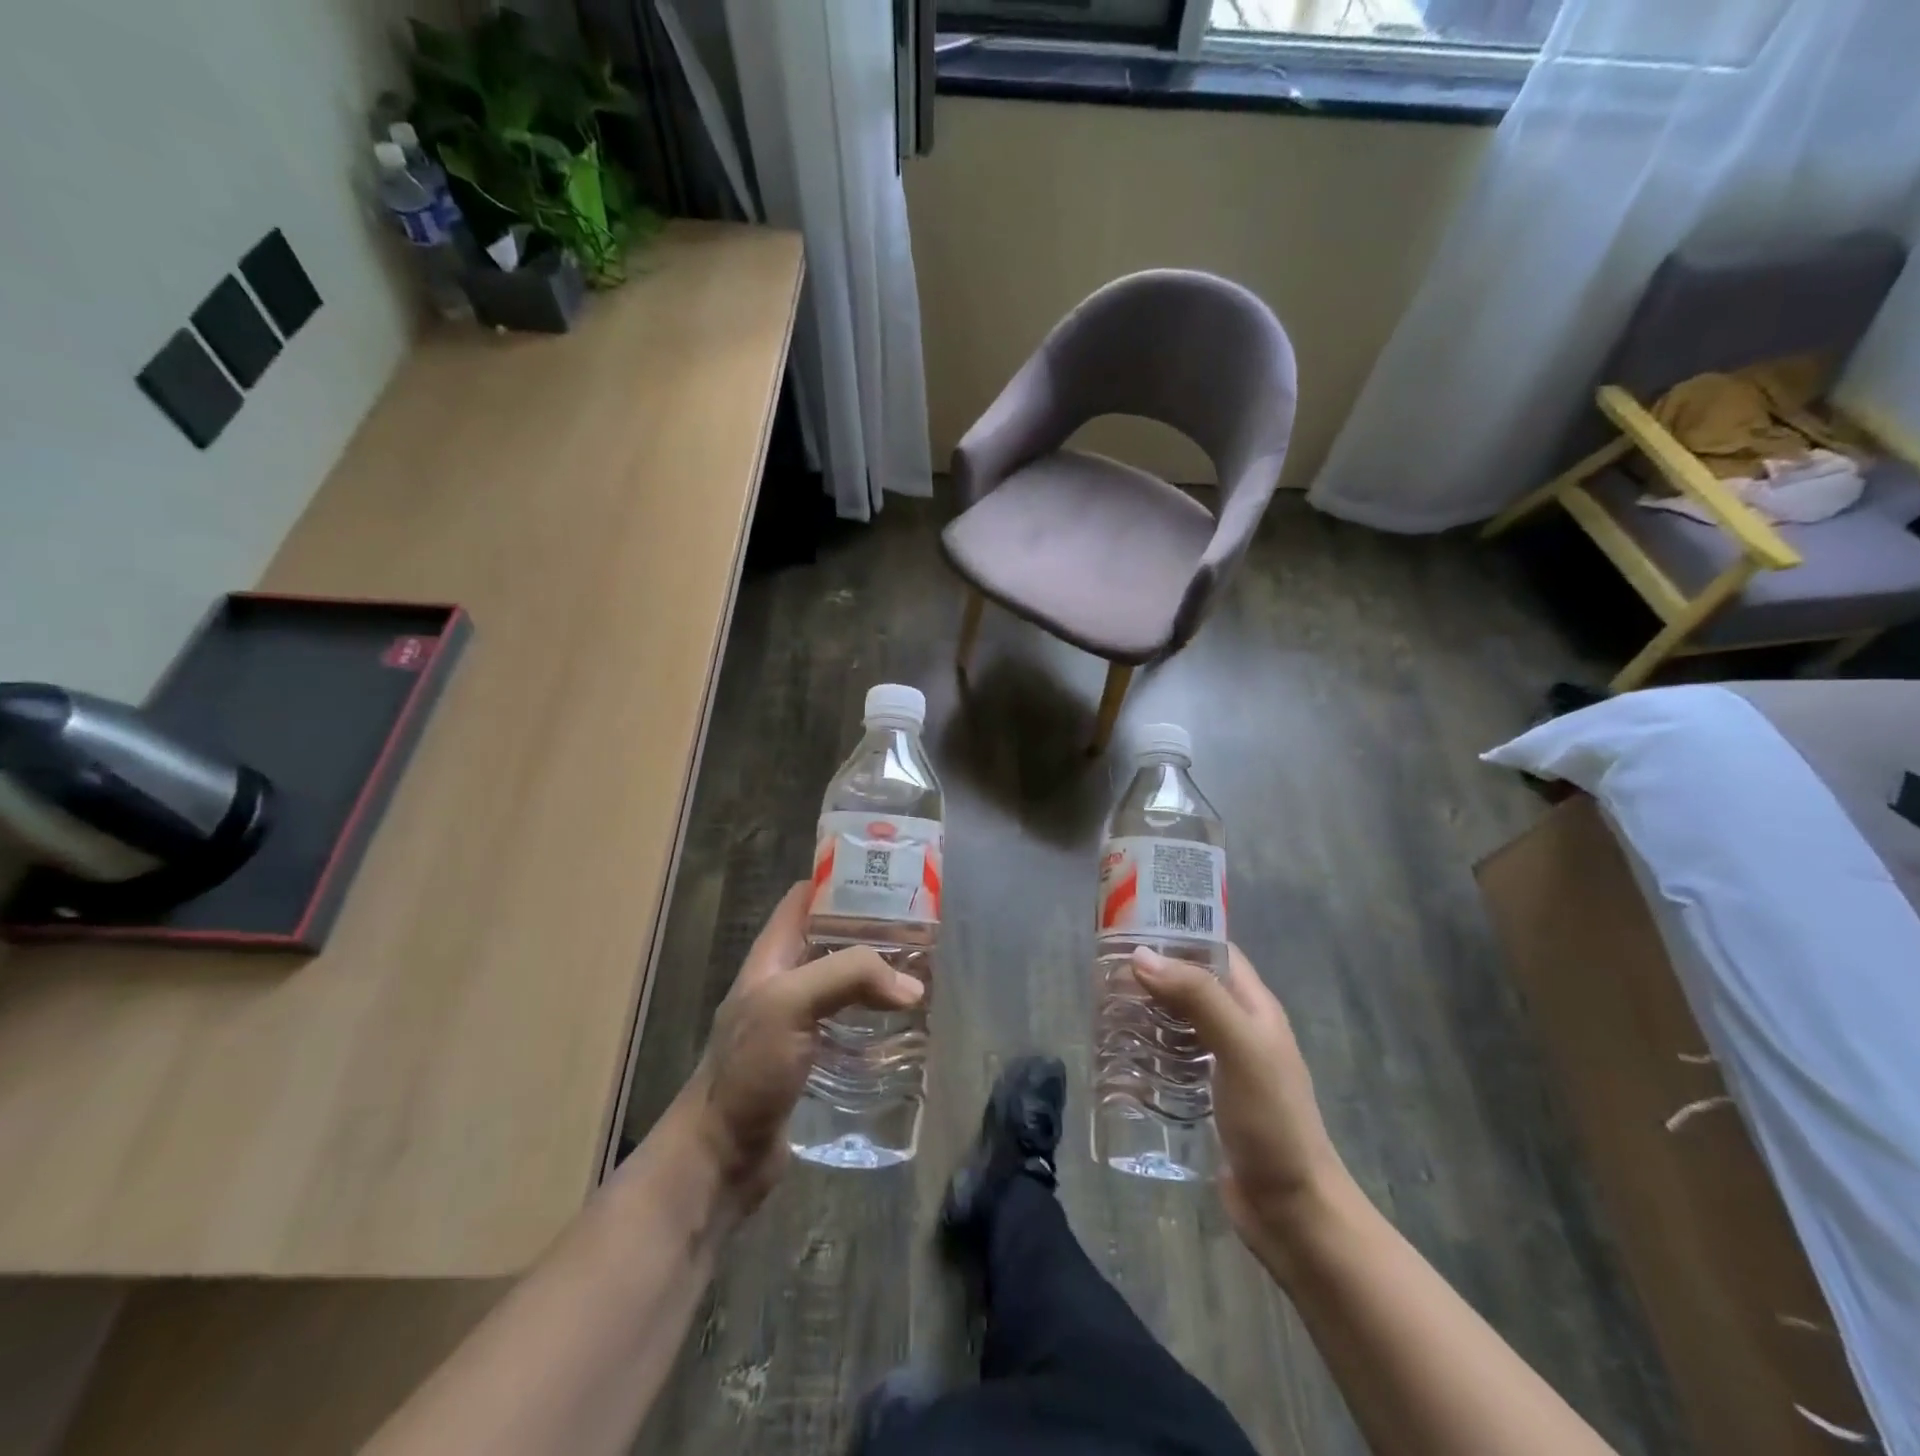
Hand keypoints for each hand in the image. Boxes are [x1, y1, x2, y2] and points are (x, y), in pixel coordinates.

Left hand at [674, 883, 922, 1213]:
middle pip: (832, 939)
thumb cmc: (748, 1068)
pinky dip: (877, 1018)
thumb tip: (912, 986)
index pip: (805, 898)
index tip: (887, 878)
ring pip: (845, 982)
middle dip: (872, 931)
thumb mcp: (790, 1003)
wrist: (721, 1156)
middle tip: (920, 930)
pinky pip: (850, 1024)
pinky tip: (906, 1025)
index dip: (840, 881)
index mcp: (771, 955)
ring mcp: (797, 1021)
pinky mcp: (813, 1058)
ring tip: (923, 973)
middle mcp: (784, 981)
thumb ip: (849, 977)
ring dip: (879, 976)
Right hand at [1132, 943, 1347, 1255]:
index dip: (1178, 933)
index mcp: (1254, 1007)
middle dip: (1152, 974)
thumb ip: (1197, 998)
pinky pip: (1172, 1060)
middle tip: (1104, 972)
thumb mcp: (1240, 1048)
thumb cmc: (1272, 1120)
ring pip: (1178, 1022)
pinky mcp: (1207, 1097)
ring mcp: (1223, 1065)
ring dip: (1146, 1012)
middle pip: (1191, 984)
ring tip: (1104, 1008)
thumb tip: (1141, 955)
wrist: (1291, 1211)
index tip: (1130, 927)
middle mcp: (1239, 1028)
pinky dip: (1148, 1050)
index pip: (1214, 951)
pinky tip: (1120, 1057)